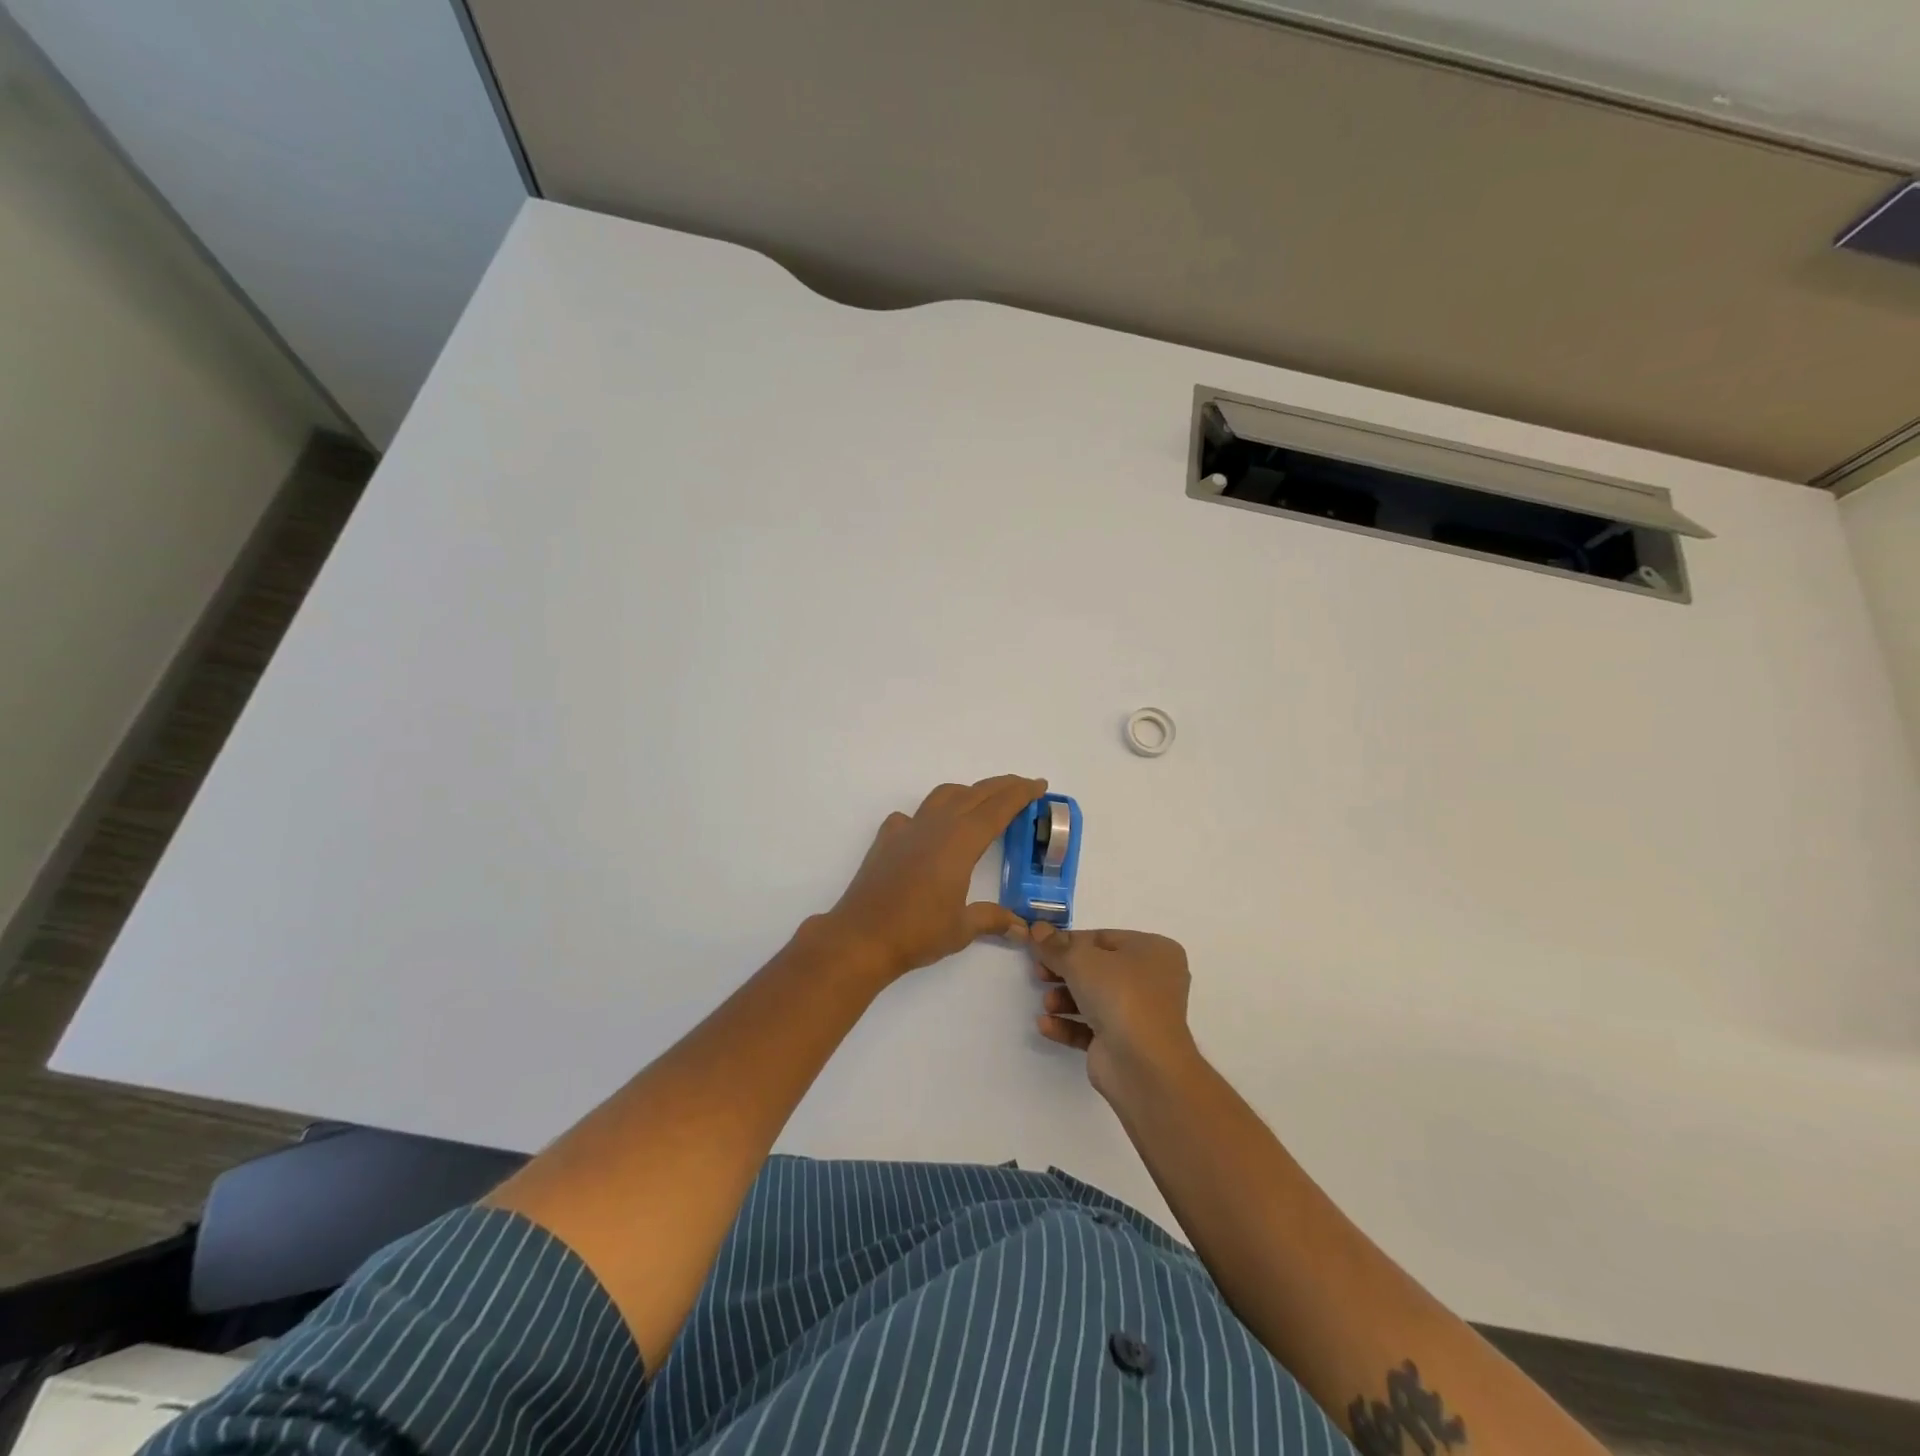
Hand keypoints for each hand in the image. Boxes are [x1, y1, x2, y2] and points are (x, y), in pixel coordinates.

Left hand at [824, 775, 1046, 982]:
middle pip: (974, 794)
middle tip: (1023, 786)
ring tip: (981, 802)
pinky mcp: (886, 840)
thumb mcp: (961, 929)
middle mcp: (935, 826)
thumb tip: (1021, 928)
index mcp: (960, 842)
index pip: (997, 808)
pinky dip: (929, 814)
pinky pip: (912, 816)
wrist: (861, 937)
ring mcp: (907, 829)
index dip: (1020, 794)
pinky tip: (929, 831)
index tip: (1039, 785)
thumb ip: (991, 920)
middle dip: (1001, 787)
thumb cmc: (917, 932)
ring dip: (967, 792)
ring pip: (943, 796)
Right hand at [1031, 926, 1199, 1097]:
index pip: (1103, 938)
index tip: (1040, 946)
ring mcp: (1140, 1015)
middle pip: (1097, 968)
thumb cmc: (1120, 995)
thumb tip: (1037, 929)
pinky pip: (1091, 1028)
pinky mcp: (1125, 1045)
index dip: (1069, 941)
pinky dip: (1068, 1025)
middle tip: (1038, 973)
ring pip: (1094, 999)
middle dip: (1064, 972)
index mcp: (1153, 951)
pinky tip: (1045, 1025)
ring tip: (1047, 1004)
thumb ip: (1055, 945)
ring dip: (1064, 999)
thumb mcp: (1080, 960)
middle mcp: (1151, 981)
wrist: (1144, 1065)